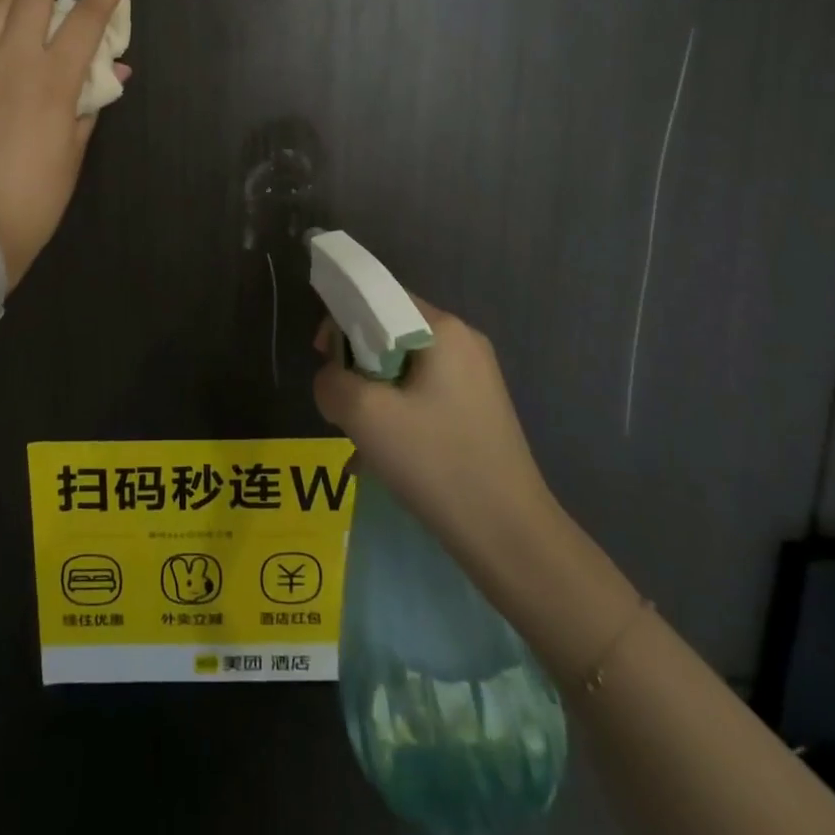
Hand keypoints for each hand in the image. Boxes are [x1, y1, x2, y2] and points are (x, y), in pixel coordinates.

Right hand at [312, 299, 558, 568]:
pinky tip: (383, 454)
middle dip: (356, 361)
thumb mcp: (365, 416)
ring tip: (361, 436)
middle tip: (342, 402)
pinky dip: (396, 411)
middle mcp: (463, 342)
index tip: (323, 354)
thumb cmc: (437, 463)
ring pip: (402, 366)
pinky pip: (421, 392)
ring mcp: (475, 377)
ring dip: (373, 392)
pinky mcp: (477, 409)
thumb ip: (331, 381)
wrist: (510, 538)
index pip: (379, 295)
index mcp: (443, 329)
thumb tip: (331, 380)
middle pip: (389, 330)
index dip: (342, 317)